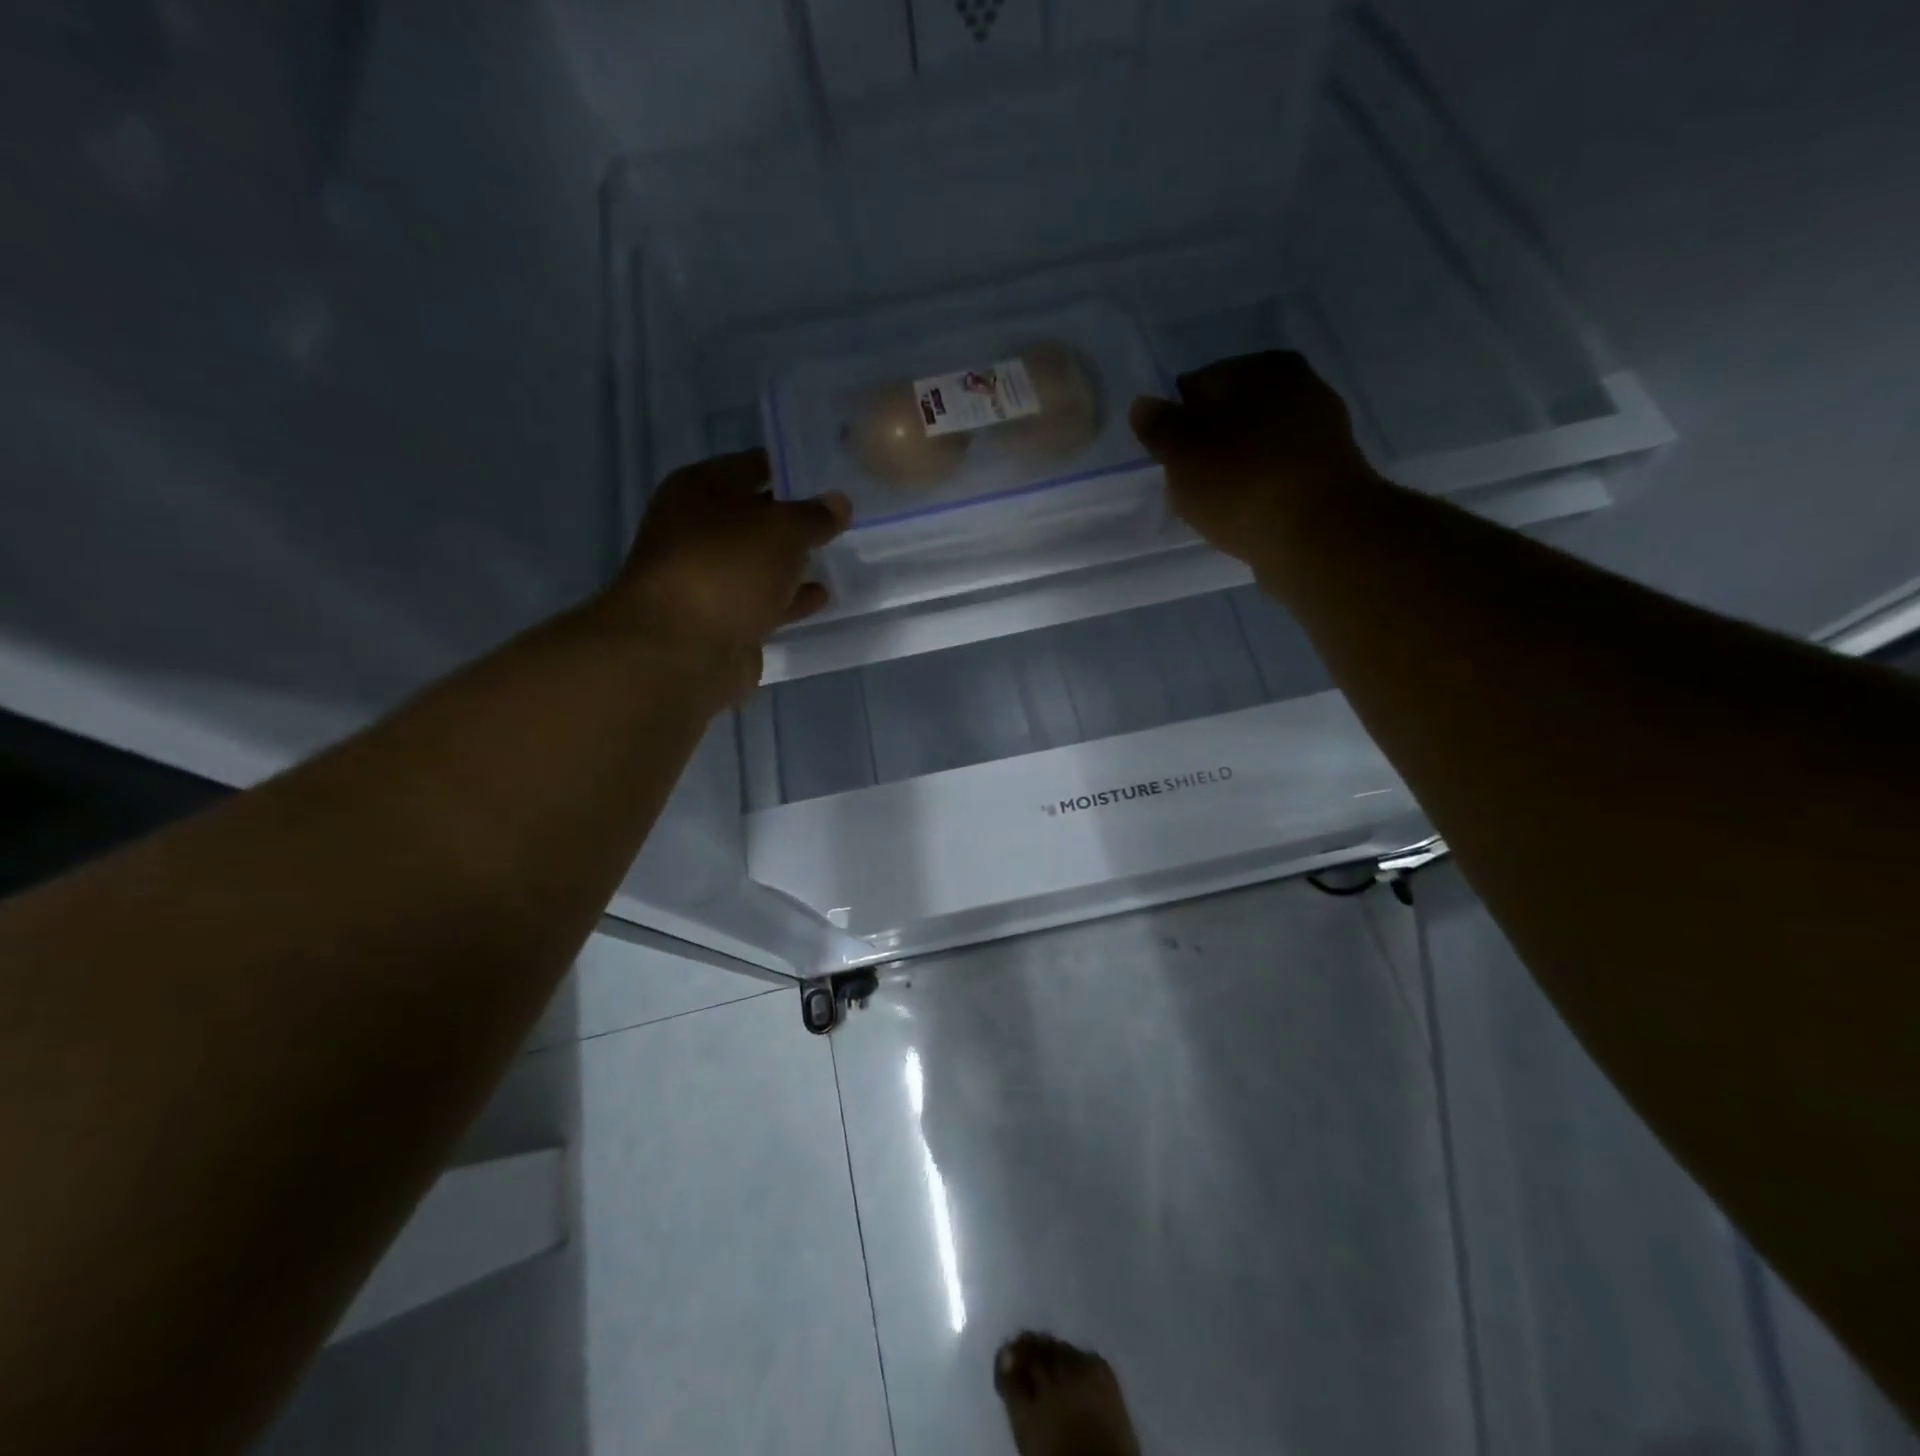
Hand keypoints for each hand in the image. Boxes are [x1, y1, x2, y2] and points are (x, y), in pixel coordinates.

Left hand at [608, 449, 850, 705]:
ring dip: (791, 562)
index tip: (830, 478)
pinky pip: (762, 600)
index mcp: (699, 489)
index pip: (753, 466)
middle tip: (840, 519)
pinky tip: (821, 597)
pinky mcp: (721, 619)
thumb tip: (838, 503)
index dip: (791, 469)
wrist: (684, 649)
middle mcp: (696, 529)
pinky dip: (789, 598)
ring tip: (835, 556)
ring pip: (759, 562)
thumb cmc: (728, 568)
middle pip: (754, 516)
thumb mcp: (782, 529)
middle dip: (793, 520)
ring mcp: (707, 577)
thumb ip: (815, 515)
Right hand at [1129, 351, 1380, 566]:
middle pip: (1228, 417)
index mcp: (1263, 367)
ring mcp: (1320, 432)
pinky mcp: (1327, 475)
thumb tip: (1143, 405)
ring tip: (1214, 508)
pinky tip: (1243, 517)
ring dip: (1230, 472)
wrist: (1318, 537)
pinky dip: (1255, 492)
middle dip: (1205, 447)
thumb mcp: (1182, 453)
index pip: (1198, 384)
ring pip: (1252, 449)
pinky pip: (1274, 478)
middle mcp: (1300, 387)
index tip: (1167, 458)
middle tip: (1188, 486)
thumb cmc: (1242, 484)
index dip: (1175, 422)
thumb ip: (1158, 426)